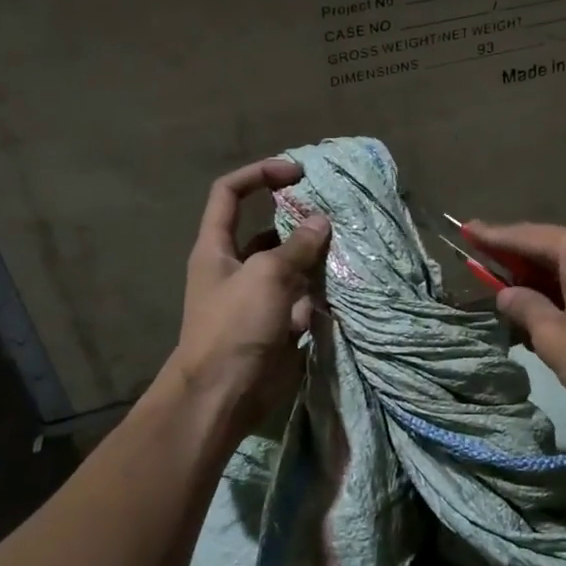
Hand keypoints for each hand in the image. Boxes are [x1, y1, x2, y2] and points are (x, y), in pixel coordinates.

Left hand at [167, 158, 330, 438]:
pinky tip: (346, 284)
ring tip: (349, 246)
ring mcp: (259, 298)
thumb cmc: (235, 326)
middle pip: (268, 231)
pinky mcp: (279, 323)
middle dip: (299, 220)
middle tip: (335, 214)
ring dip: (316, 257)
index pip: (230, 194)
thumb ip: (297, 246)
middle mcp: (236, 267)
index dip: (259, 175)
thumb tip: (321, 222)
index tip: (296, 172)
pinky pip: (304, 298)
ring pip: (292, 266)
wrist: (225, 394)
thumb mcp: (266, 275)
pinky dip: (322, 291)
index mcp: (216, 248)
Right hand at [462, 220, 565, 422]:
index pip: (528, 237)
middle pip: (561, 247)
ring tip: (530, 295)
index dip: (494, 236)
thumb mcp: (553, 338)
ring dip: (558, 277)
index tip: (468, 229)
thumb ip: (526, 307)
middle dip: (527, 261)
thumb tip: (509, 295)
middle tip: (495, 268)